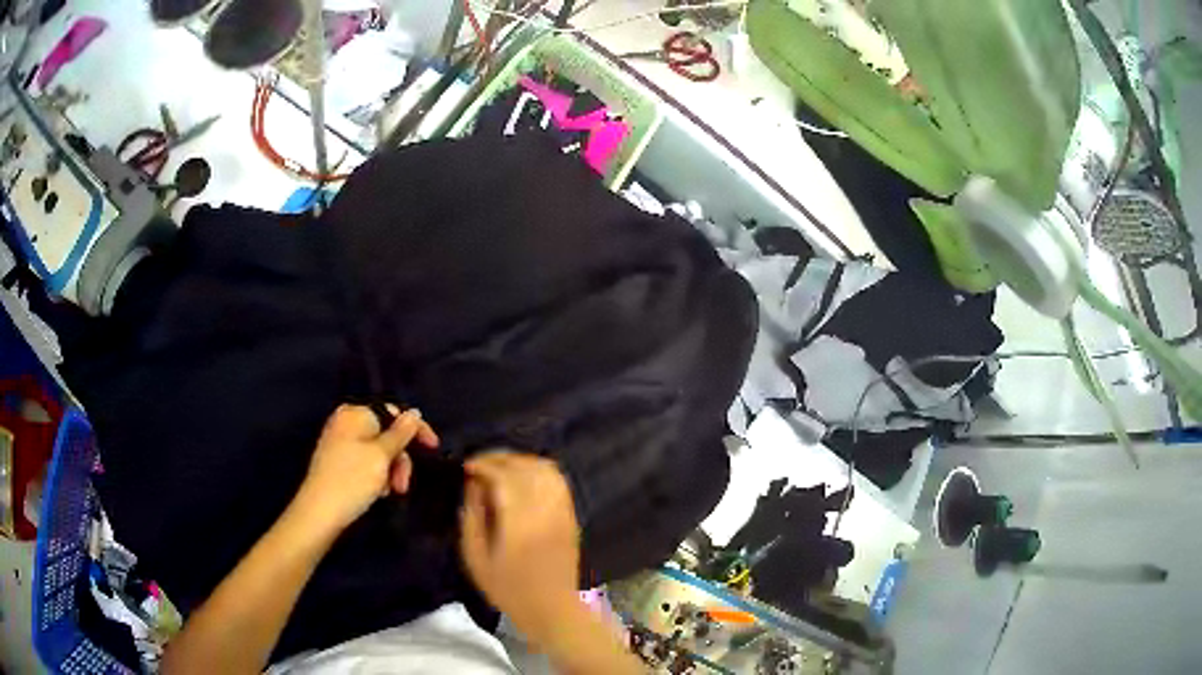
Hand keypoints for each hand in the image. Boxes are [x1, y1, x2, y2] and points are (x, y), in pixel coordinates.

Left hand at [296, 404, 438, 532]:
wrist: (320, 512)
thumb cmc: (352, 480)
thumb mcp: (381, 456)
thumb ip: (401, 433)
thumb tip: (415, 412)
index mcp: (355, 414)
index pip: (393, 413)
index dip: (415, 429)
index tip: (433, 449)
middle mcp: (346, 423)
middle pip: (387, 434)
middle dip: (400, 458)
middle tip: (403, 484)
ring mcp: (341, 442)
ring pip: (379, 451)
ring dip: (391, 471)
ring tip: (390, 492)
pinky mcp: (339, 462)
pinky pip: (367, 462)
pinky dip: (377, 475)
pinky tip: (378, 492)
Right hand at [459, 452, 580, 640]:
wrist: (553, 609)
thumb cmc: (509, 589)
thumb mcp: (477, 559)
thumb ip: (472, 518)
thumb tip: (472, 486)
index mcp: (520, 523)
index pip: (504, 477)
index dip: (484, 465)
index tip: (467, 467)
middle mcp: (545, 511)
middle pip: (526, 467)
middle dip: (500, 458)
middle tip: (479, 464)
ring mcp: (562, 512)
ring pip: (545, 469)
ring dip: (521, 461)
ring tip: (499, 468)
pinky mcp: (571, 516)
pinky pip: (558, 481)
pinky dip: (539, 470)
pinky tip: (523, 478)